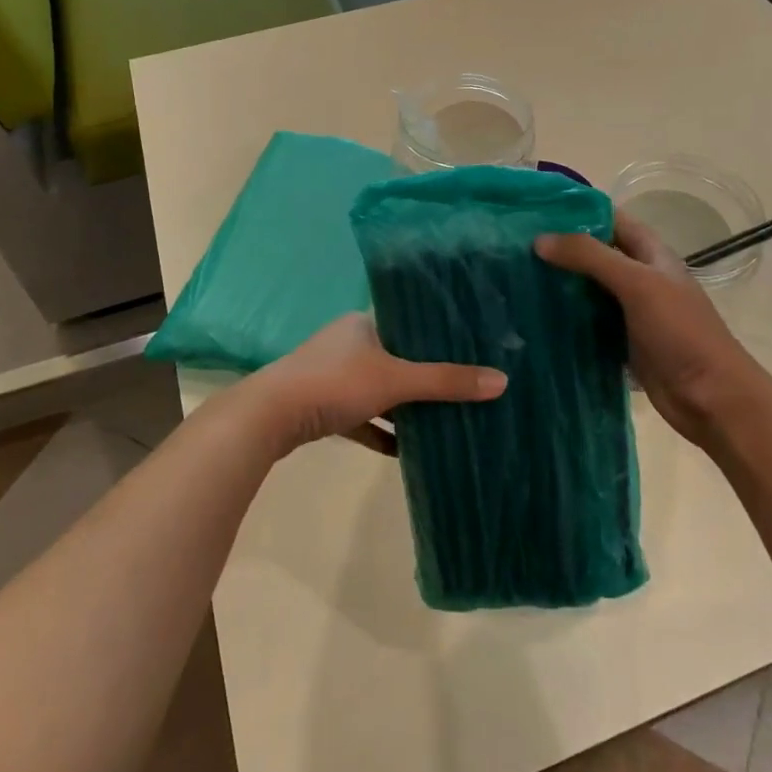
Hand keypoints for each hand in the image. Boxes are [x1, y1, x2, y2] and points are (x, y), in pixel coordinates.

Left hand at [257, 313, 506, 454]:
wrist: (270, 417)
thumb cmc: (335, 383)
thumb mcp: (396, 380)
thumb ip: (445, 381)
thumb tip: (501, 381)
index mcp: (362, 323)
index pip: (408, 321)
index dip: (437, 334)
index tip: (470, 347)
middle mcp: (347, 344)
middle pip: (396, 357)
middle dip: (425, 374)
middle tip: (463, 385)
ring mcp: (331, 376)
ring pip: (378, 389)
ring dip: (403, 405)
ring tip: (442, 417)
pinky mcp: (321, 407)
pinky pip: (361, 417)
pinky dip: (380, 430)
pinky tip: (404, 450)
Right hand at [537, 215, 771, 450]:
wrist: (711, 397)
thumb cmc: (680, 331)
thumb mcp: (637, 284)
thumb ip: (590, 257)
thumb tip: (540, 240)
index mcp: (651, 253)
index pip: (610, 218)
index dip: (577, 210)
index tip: (534, 210)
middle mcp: (639, 277)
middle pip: (595, 253)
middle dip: (560, 248)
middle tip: (514, 245)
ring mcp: (630, 311)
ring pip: (588, 288)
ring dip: (559, 283)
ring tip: (515, 276)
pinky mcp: (621, 342)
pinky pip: (587, 322)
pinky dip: (565, 318)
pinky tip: (534, 316)